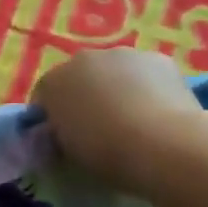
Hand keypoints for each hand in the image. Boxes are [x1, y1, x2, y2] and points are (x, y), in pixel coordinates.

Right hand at [33, 48, 207, 195]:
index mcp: (52, 82)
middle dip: (87, 96)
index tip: (66, 138)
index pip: (45, 96)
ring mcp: (121, 54)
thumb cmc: (106, 153)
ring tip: (135, 121)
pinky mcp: (158, 58)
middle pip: (80, 77)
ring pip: (115, 71)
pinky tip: (160, 111)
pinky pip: (146, 73)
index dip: (54, 117)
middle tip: (101, 128)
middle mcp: (82, 59)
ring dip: (119, 88)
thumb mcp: (69, 151)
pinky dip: (149, 87)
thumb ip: (63, 133)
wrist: (162, 144)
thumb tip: (68, 130)